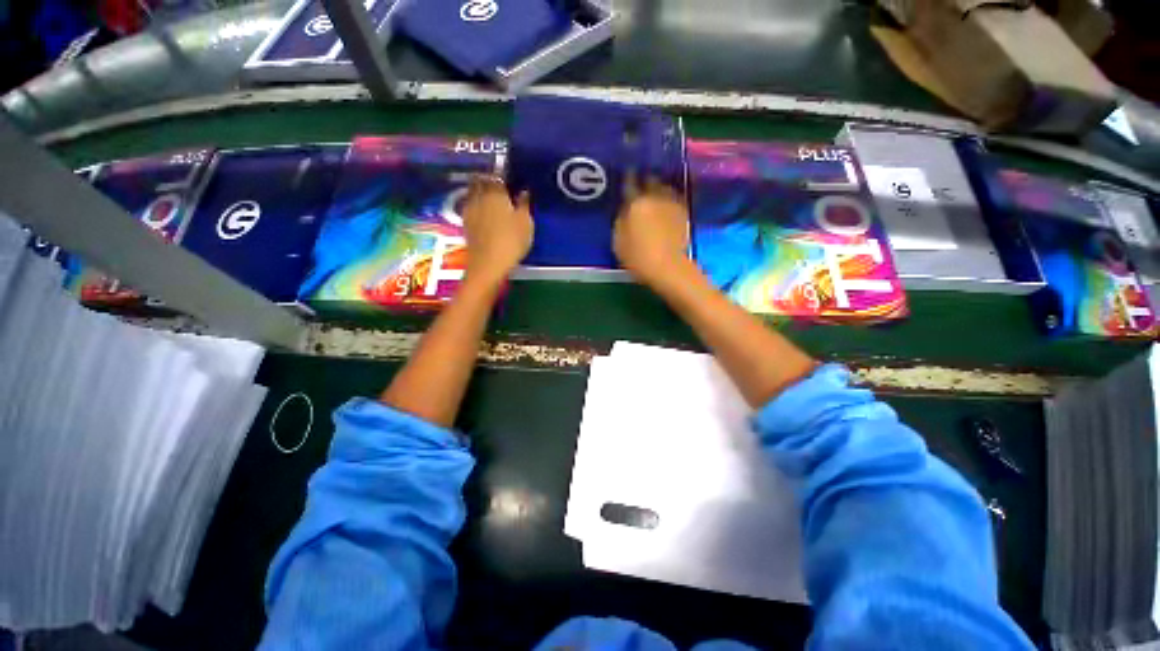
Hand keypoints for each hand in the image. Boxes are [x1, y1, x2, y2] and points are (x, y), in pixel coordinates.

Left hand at [461, 176, 533, 287]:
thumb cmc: (512, 241)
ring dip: (479, 190)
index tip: (508, 175)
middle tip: (497, 182)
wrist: (489, 263)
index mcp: (496, 193)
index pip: (497, 176)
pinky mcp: (465, 223)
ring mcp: (470, 209)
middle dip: (487, 178)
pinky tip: (482, 209)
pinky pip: (469, 205)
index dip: (502, 173)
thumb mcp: (525, 223)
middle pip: (480, 181)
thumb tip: (523, 191)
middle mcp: (480, 197)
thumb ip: (524, 204)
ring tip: (489, 194)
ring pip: (472, 192)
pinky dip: (475, 203)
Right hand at [613, 176, 694, 291]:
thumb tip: (624, 210)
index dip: (627, 178)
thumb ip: (620, 221)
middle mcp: (655, 197)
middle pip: (650, 180)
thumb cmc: (638, 257)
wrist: (668, 268)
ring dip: (658, 187)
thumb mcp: (618, 242)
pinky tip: (665, 204)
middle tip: (640, 181)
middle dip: (645, 179)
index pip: (630, 183)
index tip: (626, 174)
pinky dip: (668, 198)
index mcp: (636, 203)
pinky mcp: (684, 213)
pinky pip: (673, 198)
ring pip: (664, 187)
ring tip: (654, 191)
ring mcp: (672, 203)